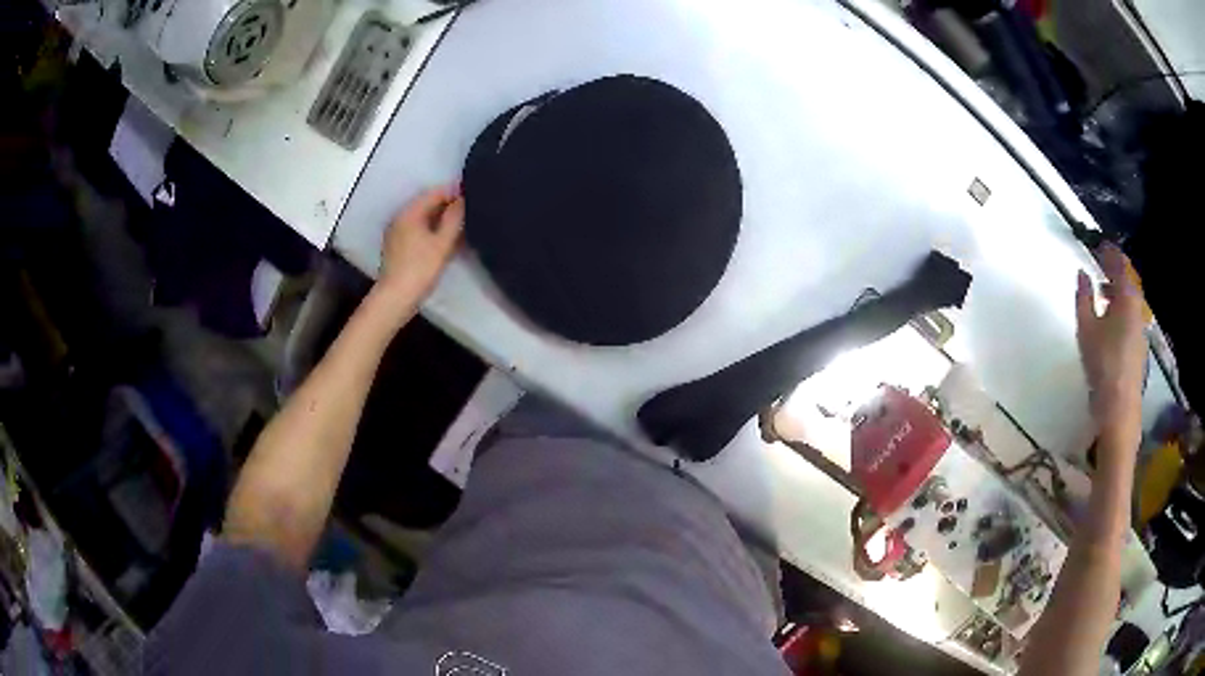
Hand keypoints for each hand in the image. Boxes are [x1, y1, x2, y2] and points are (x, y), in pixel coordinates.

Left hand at [378, 185, 463, 300]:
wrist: (395, 298)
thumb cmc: (420, 269)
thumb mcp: (442, 243)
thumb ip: (454, 218)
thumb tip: (462, 199)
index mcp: (410, 212)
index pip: (435, 193)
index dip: (454, 193)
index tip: (473, 197)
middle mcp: (400, 218)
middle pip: (427, 205)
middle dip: (448, 207)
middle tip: (469, 213)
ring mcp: (397, 233)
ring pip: (423, 219)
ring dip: (440, 221)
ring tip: (461, 227)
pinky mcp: (397, 247)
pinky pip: (418, 231)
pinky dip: (432, 231)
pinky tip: (445, 241)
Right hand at [1075, 244, 1146, 441]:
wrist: (1120, 408)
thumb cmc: (1102, 363)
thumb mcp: (1086, 328)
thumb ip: (1084, 297)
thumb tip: (1082, 273)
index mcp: (1126, 298)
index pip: (1119, 265)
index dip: (1108, 252)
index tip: (1098, 244)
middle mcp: (1137, 309)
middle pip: (1127, 283)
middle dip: (1114, 273)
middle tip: (1100, 268)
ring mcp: (1141, 330)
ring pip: (1130, 302)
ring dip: (1117, 294)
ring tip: (1103, 297)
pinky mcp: (1140, 348)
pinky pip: (1131, 318)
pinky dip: (1121, 311)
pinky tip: (1111, 324)